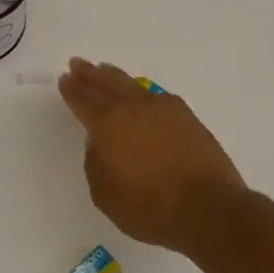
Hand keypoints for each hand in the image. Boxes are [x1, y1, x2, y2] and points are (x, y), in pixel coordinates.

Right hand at [57, 58, 246, 251]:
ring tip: (106, 71)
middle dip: (91, 73)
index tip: (65, 78)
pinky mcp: (188, 118)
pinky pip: (158, 97)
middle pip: (108, 82)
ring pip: (134, 85)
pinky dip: (143, 93)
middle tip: (79, 63)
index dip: (72, 89)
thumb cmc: (149, 207)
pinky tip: (144, 97)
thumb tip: (100, 144)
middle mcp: (135, 107)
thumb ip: (95, 164)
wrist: (208, 209)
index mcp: (109, 123)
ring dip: (116, 77)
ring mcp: (165, 109)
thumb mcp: (105, 194)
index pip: (84, 99)